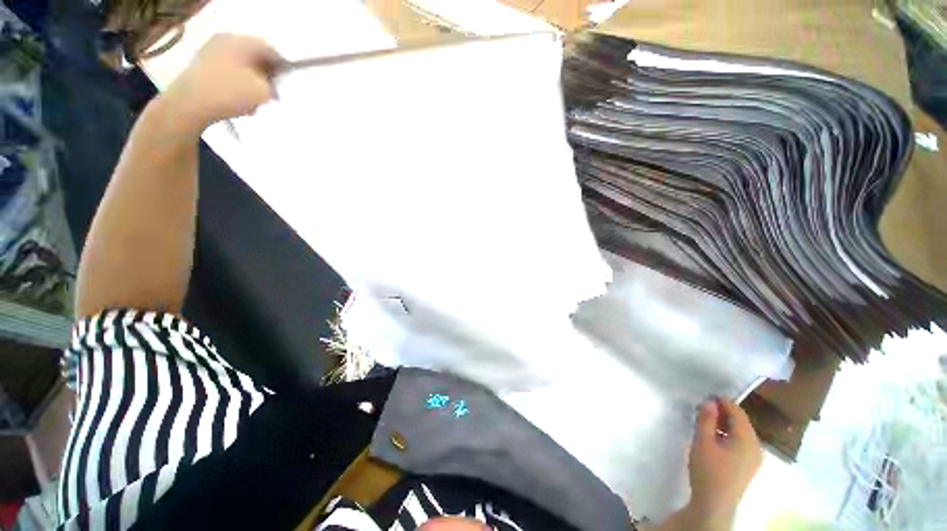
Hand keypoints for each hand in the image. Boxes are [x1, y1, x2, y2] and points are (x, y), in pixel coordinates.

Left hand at [161, 34, 281, 132]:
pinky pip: (227, 71)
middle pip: (253, 55)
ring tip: (256, 99)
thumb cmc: (231, 93)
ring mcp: (210, 51)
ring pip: (240, 64)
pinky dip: (236, 83)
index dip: (282, 66)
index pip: (270, 49)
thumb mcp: (264, 91)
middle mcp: (225, 40)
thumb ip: (273, 85)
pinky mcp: (200, 66)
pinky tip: (240, 99)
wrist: (190, 104)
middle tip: (272, 92)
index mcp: (241, 41)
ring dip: (251, 80)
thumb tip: (271, 84)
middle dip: (265, 73)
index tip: (286, 83)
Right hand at [686, 398, 761, 528]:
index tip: (703, 397)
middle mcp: (756, 446)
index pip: (737, 411)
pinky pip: (740, 442)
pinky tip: (713, 438)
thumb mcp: (703, 441)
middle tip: (701, 409)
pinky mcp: (748, 465)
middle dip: (722, 413)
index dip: (721, 401)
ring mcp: (754, 457)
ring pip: (740, 432)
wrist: (714, 504)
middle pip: (740, 421)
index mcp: (747, 439)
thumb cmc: (708, 470)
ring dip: (724, 424)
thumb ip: (706, 419)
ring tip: (705, 422)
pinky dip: (728, 435)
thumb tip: (709, 401)